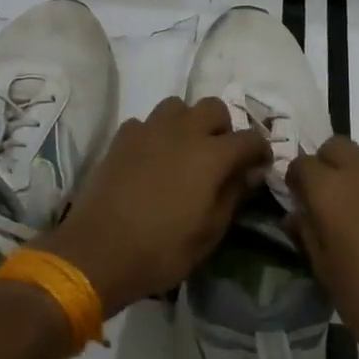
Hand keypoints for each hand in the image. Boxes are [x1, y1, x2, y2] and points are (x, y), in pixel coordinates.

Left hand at [37, 96, 272, 315]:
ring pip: (177, 106)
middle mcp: (183, 131)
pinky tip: (150, 158)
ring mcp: (149, 129)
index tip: (258, 167)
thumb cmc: (162, 250)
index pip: (250, 138)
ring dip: (187, 123)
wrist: (98, 251)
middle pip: (214, 107)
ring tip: (183, 151)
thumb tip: (248, 172)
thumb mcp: (210, 233)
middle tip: (219, 156)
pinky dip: (155, 134)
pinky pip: (146, 122)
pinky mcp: (122, 137)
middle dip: (223, 128)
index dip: (260, 151)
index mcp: (211, 154)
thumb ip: (233, 195)